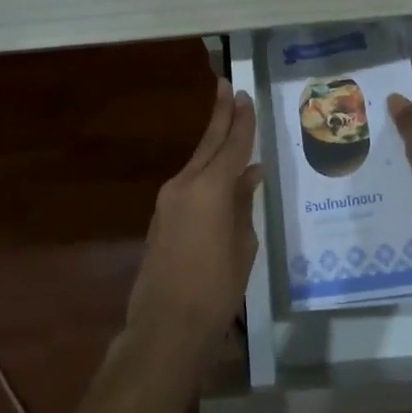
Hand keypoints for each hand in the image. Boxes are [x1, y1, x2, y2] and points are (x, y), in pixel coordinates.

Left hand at [125, 78, 263, 360]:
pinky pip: (189, 184)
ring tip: (228, 125)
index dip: (241, 120)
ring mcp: (168, 201)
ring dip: (212, 144)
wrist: (166, 325)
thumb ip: (244, 203)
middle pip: (208, 144)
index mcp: (210, 187)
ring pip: (196, 163)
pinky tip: (219, 175)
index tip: (244, 95)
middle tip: (226, 87)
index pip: (232, 145)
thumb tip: (250, 175)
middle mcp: (185, 184)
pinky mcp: (161, 218)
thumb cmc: (216, 287)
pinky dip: (205, 172)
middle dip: (219, 116)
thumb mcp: (243, 244)